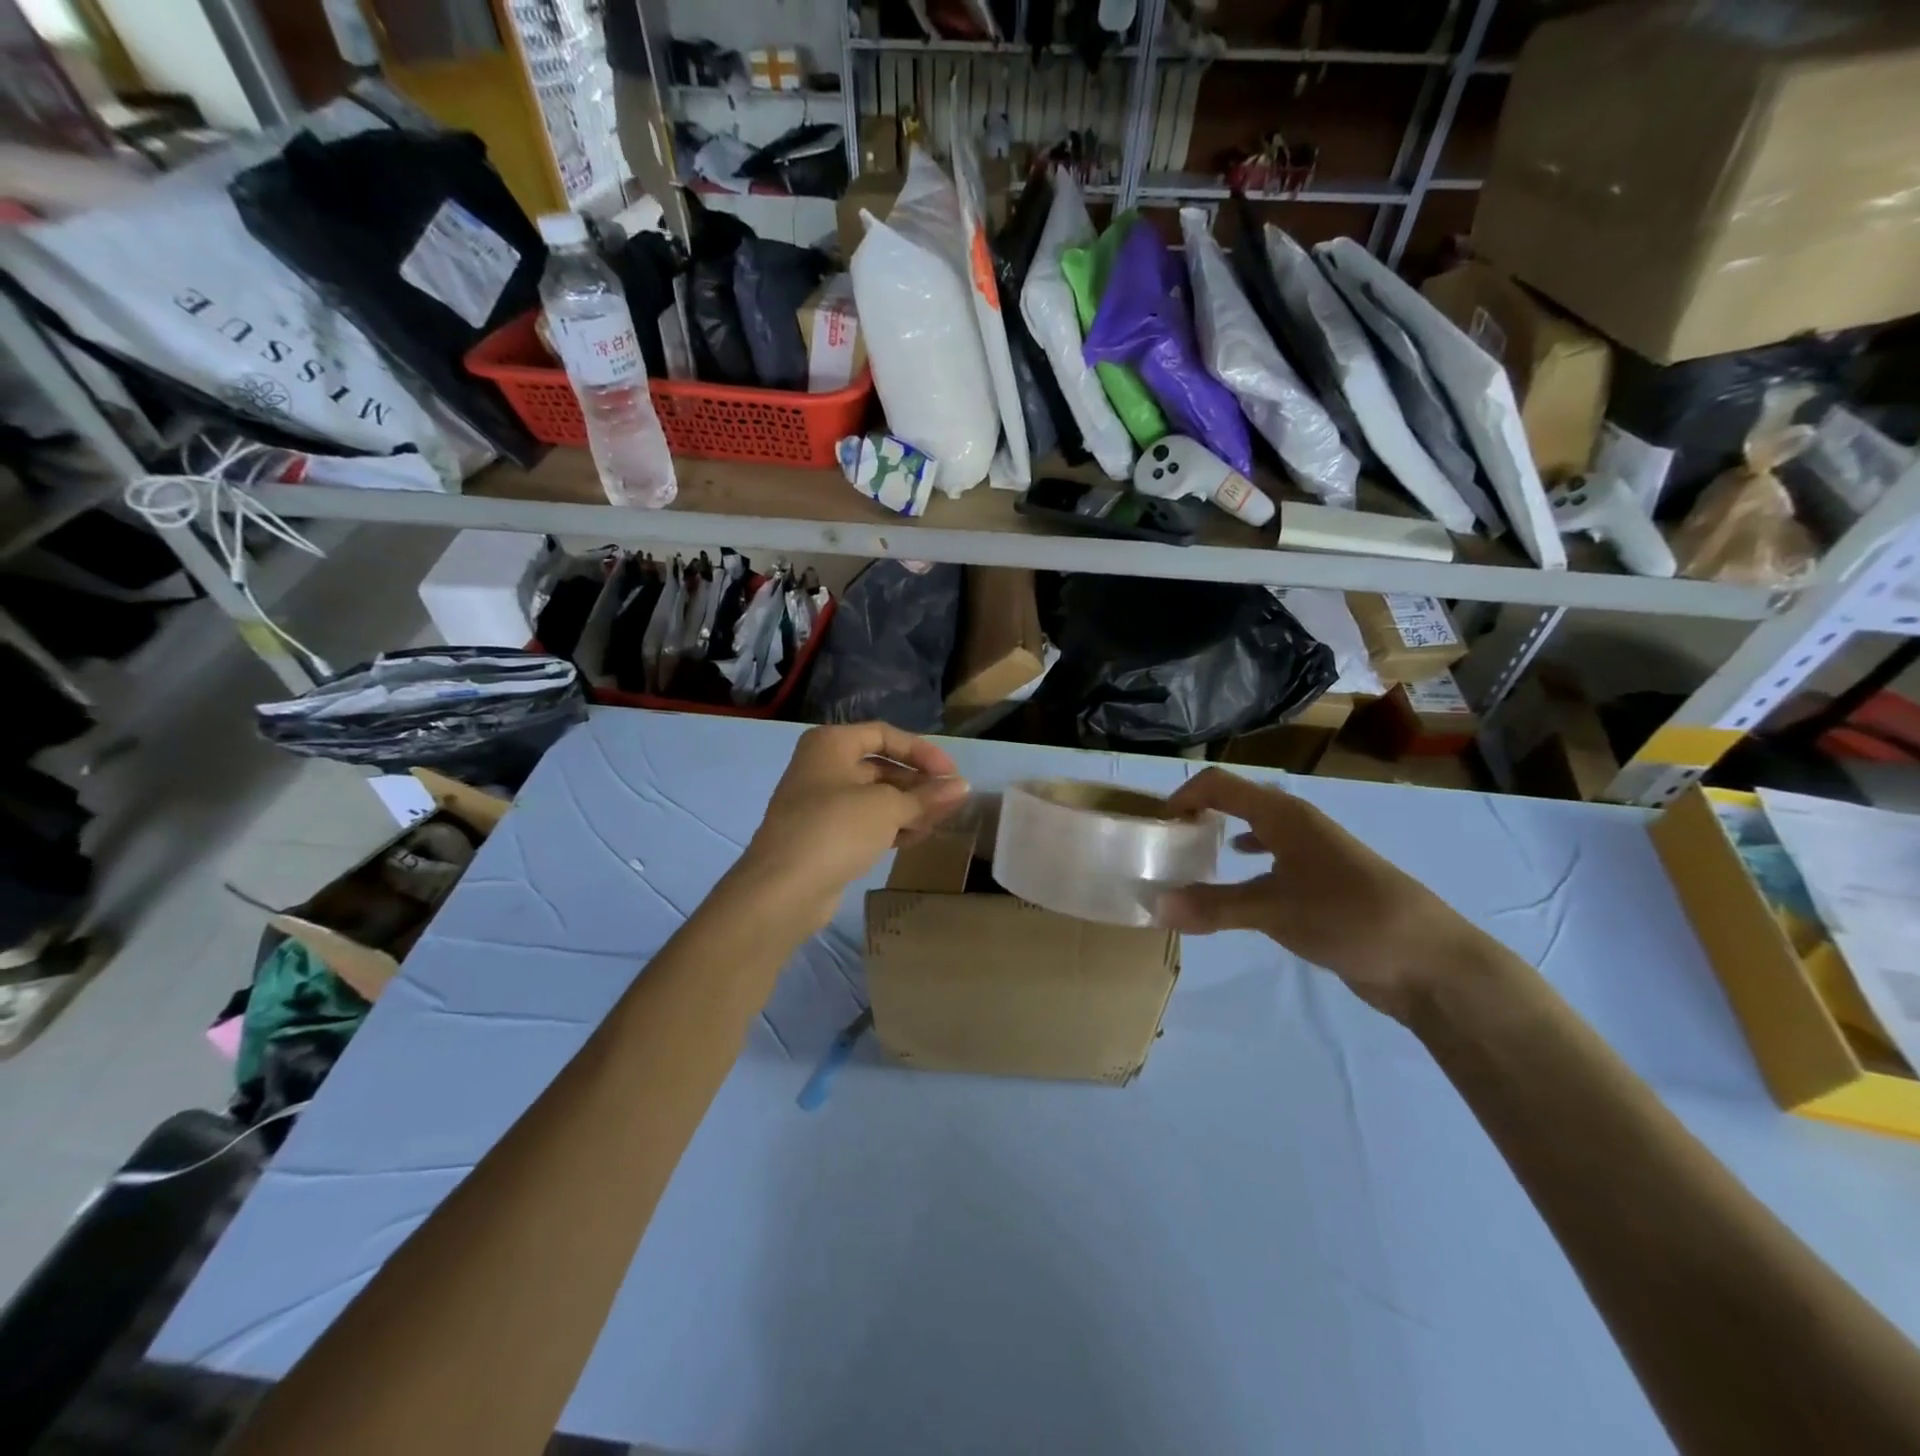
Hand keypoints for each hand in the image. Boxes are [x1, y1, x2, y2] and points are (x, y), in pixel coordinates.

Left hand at [731, 723, 969, 931]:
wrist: (783, 890)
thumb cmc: (835, 829)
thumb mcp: (887, 807)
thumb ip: (927, 796)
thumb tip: (964, 786)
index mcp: (831, 744)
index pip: (885, 734)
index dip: (922, 751)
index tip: (952, 774)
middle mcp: (822, 767)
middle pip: (881, 766)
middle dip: (917, 783)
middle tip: (950, 801)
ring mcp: (820, 803)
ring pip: (875, 797)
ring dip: (908, 807)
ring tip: (940, 822)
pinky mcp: (823, 836)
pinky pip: (865, 822)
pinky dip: (891, 826)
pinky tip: (916, 837)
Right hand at [1159, 768, 1489, 1019]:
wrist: (1428, 961)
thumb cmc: (1349, 917)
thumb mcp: (1273, 910)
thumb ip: (1212, 906)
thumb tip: (1153, 905)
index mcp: (1284, 815)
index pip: (1220, 785)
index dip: (1184, 797)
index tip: (1156, 826)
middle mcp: (1296, 825)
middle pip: (1237, 803)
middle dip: (1199, 816)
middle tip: (1167, 846)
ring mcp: (1312, 853)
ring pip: (1256, 833)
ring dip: (1222, 840)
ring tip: (1191, 863)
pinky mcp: (1322, 883)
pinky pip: (1271, 862)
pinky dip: (1246, 867)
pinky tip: (1238, 882)